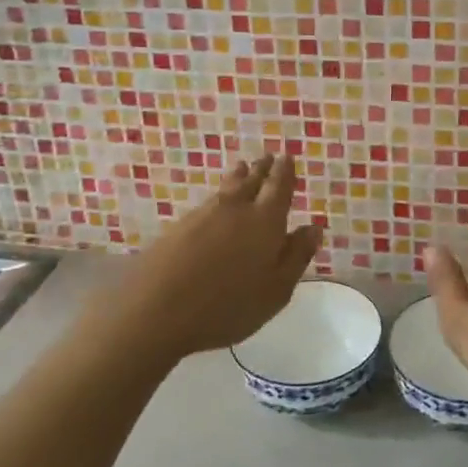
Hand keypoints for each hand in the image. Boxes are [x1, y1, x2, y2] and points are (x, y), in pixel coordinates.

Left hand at [82, 156, 322, 368]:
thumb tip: (313, 228)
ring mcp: (202, 215)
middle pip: (251, 180)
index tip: (287, 156)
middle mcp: (235, 209)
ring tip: (243, 167)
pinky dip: (219, 195)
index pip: (279, 187)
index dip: (285, 171)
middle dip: (262, 168)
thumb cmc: (227, 305)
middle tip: (268, 156)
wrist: (154, 309)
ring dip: (239, 176)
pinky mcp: (178, 227)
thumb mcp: (276, 291)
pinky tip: (216, 202)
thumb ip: (296, 256)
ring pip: (227, 188)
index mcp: (264, 221)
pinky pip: (208, 202)